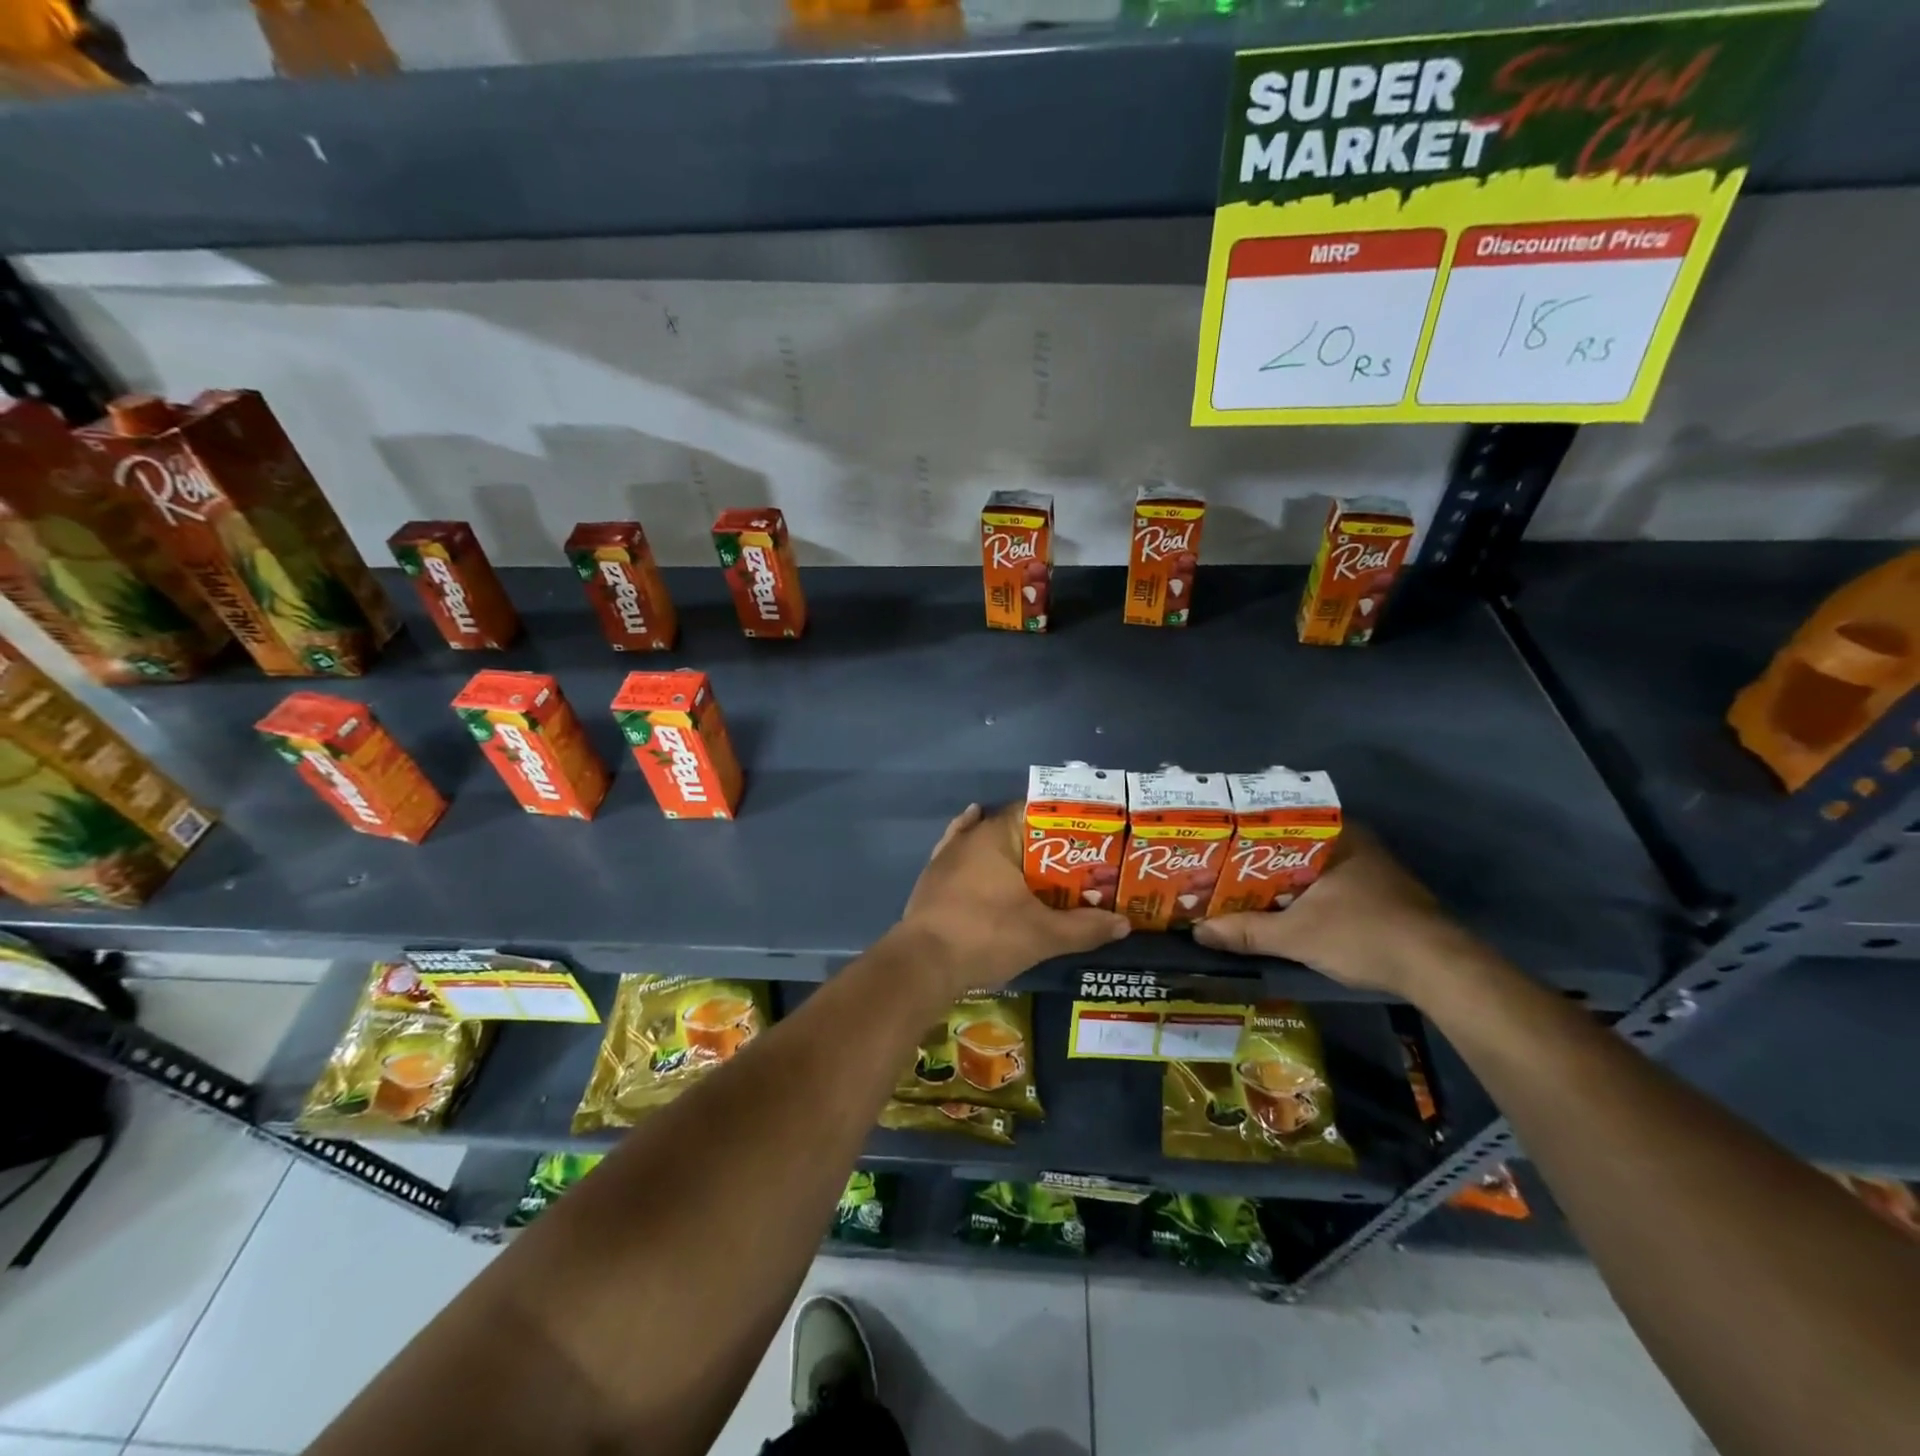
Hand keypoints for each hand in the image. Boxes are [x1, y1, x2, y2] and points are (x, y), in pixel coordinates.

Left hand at [897, 803, 1130, 996]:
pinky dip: (979, 861)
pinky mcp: (932, 880)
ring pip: (985, 843)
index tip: (1087, 837)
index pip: (1034, 812)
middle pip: (1012, 829)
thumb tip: (1124, 924)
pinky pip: (961, 860)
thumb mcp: (1042, 934)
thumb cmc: (985, 935)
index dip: (1063, 822)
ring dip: (1010, 852)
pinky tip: (985, 861)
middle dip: (1041, 843)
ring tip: (1039, 865)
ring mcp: (946, 857)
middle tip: (1073, 861)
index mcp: (995, 835)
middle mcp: (969, 837)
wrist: (922, 964)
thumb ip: (1084, 927)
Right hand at [1193, 826, 1474, 995]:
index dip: (1243, 834)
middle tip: (1220, 871)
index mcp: (1336, 835)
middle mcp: (1354, 842)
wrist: (1440, 970)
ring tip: (1241, 891)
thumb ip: (1247, 931)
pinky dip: (1303, 895)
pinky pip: (1328, 884)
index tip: (1215, 845)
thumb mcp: (1297, 936)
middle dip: (1257, 861)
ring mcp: (1371, 869)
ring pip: (1311, 867)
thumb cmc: (1364, 935)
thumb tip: (1199, 931)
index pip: (1278, 821)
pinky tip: (1281, 910)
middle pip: (1291, 846)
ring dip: (1280, 881)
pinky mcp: (1381, 895)